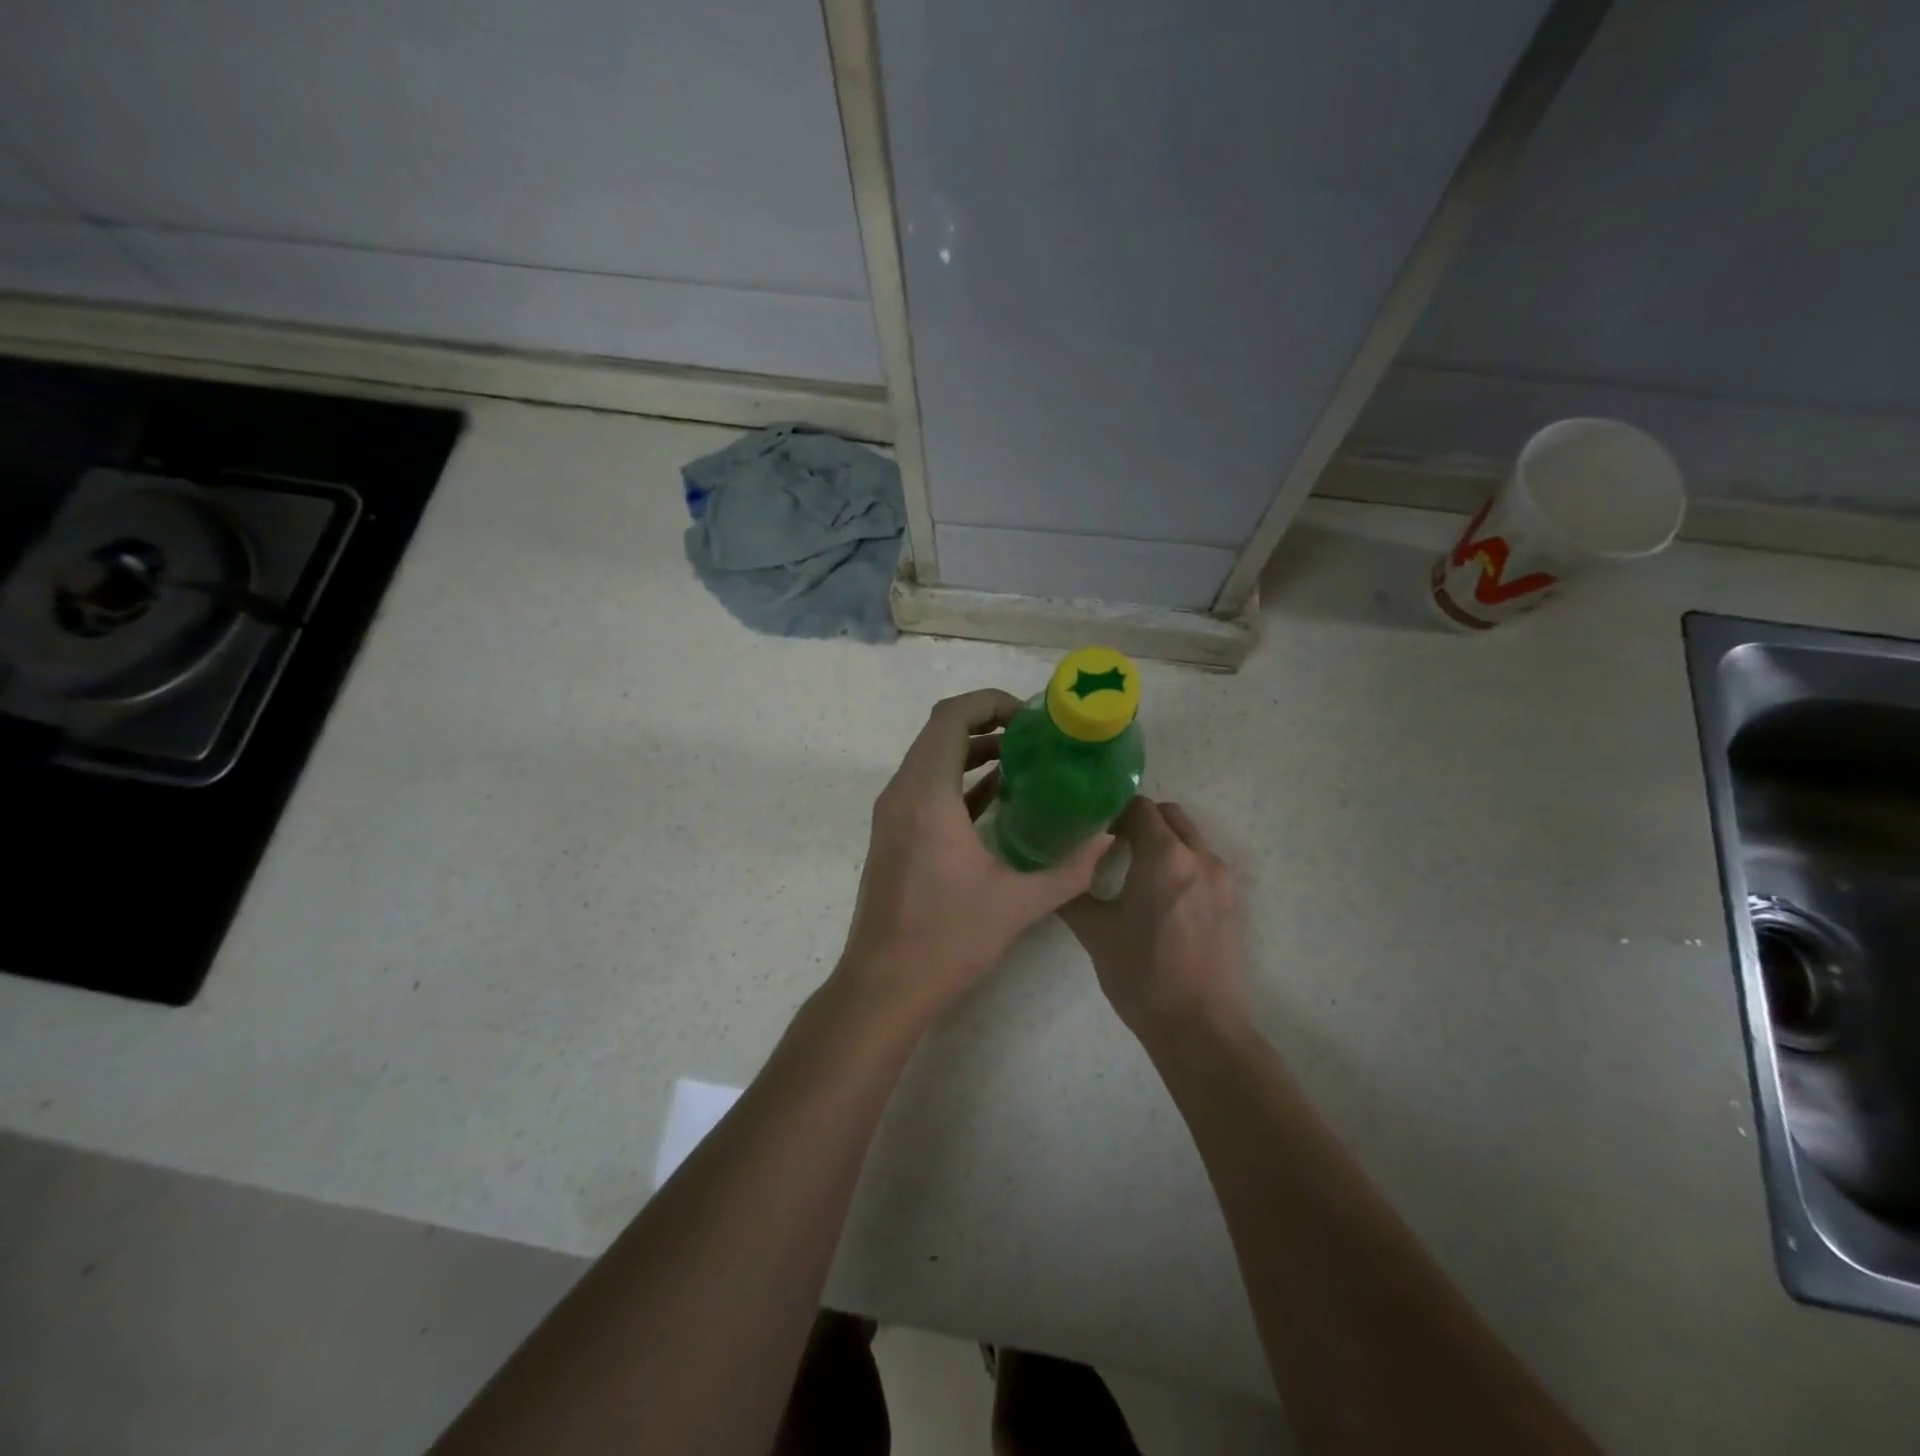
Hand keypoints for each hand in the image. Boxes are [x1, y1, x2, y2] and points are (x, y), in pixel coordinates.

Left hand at [835, 690, 1110, 1027]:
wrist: (884, 985)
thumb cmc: (948, 939)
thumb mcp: (1019, 903)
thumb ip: (1071, 868)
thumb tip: (1108, 837)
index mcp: (927, 796)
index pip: (951, 718)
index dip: (989, 702)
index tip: (1029, 716)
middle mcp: (902, 793)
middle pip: (939, 731)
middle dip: (986, 722)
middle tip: (1034, 735)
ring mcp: (892, 814)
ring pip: (930, 758)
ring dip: (971, 750)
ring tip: (1022, 759)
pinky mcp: (892, 834)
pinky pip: (924, 787)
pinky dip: (957, 779)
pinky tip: (997, 795)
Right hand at [1060, 798, 1246, 1038]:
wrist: (1200, 1029)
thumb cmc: (1143, 976)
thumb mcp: (1096, 933)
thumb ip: (1072, 894)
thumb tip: (1054, 875)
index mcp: (1165, 856)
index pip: (1139, 808)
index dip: (1112, 811)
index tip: (1092, 828)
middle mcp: (1200, 857)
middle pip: (1170, 816)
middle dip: (1142, 820)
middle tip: (1112, 844)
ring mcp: (1223, 880)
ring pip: (1191, 839)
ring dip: (1164, 842)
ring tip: (1134, 871)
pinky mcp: (1234, 903)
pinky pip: (1204, 865)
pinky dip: (1182, 865)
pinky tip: (1160, 898)